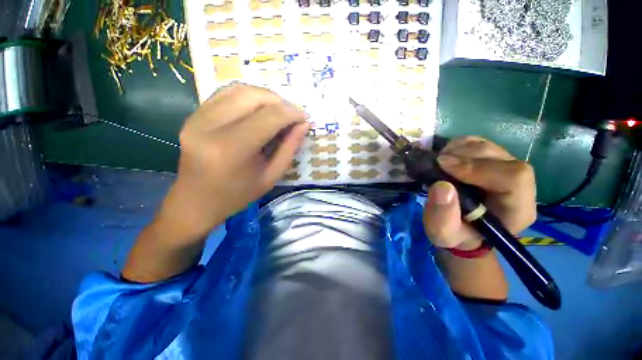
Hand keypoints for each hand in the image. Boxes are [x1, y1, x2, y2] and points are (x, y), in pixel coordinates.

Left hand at [159, 84, 308, 238]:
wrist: (196, 201)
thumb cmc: (237, 195)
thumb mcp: (271, 176)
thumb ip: (289, 148)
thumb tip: (304, 125)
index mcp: (232, 148)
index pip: (269, 117)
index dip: (292, 113)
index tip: (305, 118)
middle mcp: (210, 126)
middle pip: (252, 96)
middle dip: (279, 101)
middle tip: (292, 114)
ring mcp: (197, 118)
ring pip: (238, 89)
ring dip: (264, 96)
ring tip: (278, 111)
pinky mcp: (193, 116)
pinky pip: (225, 94)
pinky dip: (247, 97)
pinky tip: (258, 110)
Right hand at [423, 136, 536, 249]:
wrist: (459, 227)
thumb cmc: (454, 234)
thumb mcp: (442, 233)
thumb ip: (442, 216)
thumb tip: (441, 186)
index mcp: (516, 209)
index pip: (514, 178)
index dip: (478, 168)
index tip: (443, 166)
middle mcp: (518, 186)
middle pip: (500, 157)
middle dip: (464, 156)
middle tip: (436, 163)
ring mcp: (505, 169)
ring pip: (489, 147)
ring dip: (459, 149)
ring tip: (438, 161)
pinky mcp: (490, 161)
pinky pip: (478, 144)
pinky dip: (458, 146)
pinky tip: (445, 157)